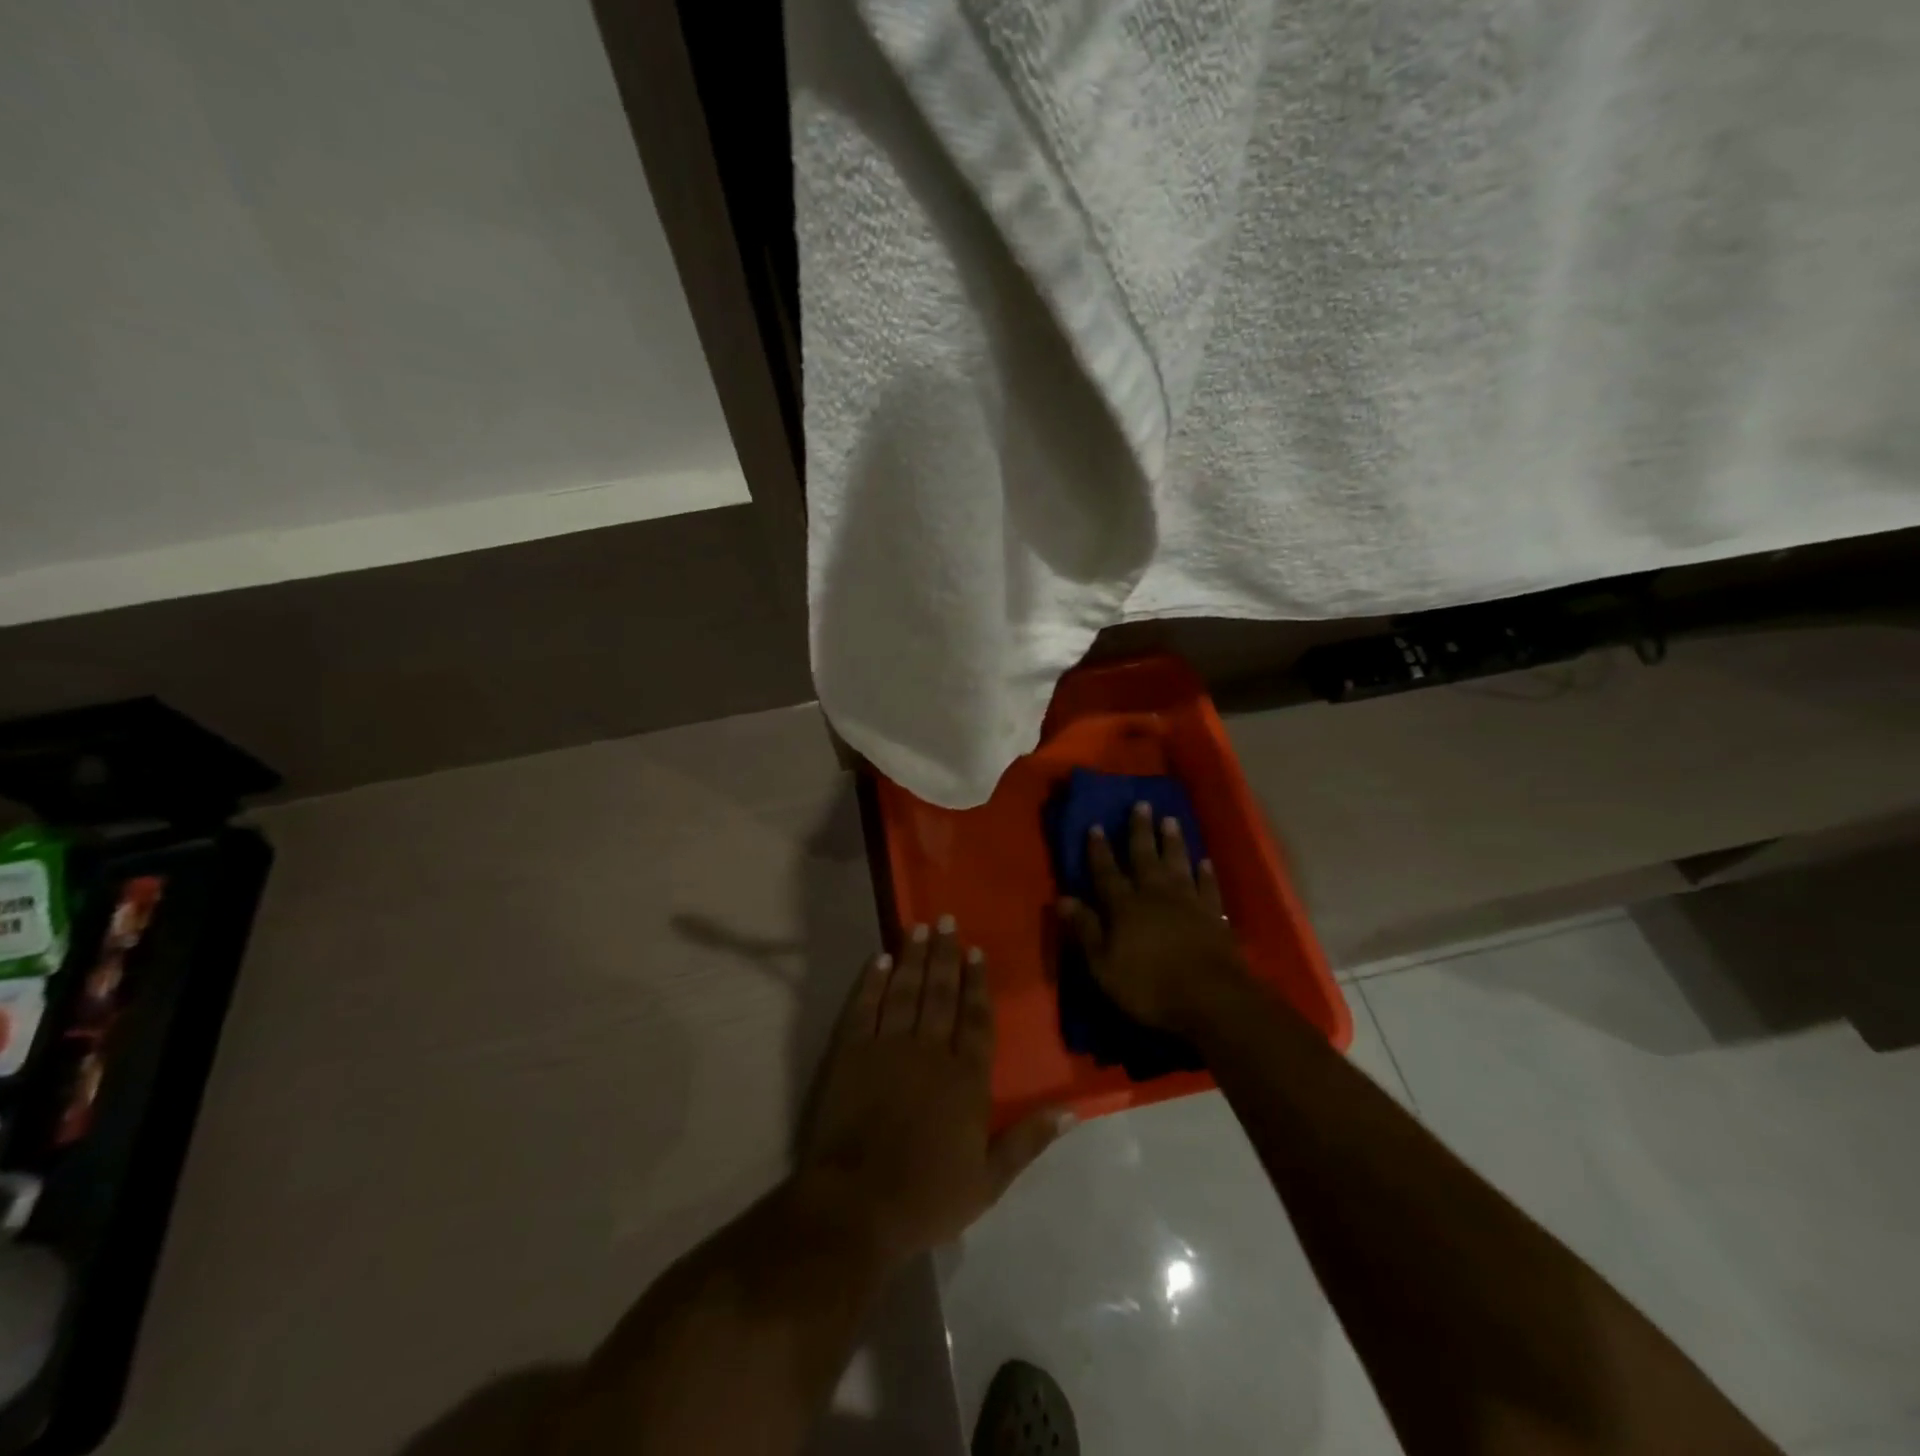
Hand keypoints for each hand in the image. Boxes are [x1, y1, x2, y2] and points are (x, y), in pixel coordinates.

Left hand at [796, 919, 1070, 1266]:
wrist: (857, 1205)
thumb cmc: (927, 1197)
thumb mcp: (989, 1181)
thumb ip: (1028, 1140)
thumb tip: (1071, 1110)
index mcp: (966, 1079)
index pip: (976, 1019)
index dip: (977, 983)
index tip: (976, 952)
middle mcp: (930, 1051)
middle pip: (941, 993)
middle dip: (946, 955)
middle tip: (948, 920)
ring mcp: (888, 1047)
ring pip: (906, 991)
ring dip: (914, 957)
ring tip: (920, 927)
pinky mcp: (852, 1053)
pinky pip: (865, 1007)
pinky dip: (872, 982)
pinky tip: (880, 960)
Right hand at [1058, 801, 1250, 1032]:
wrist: (1212, 999)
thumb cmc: (1150, 986)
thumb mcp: (1104, 965)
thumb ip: (1085, 929)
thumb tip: (1062, 899)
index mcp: (1124, 906)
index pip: (1106, 872)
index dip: (1099, 850)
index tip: (1096, 825)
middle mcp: (1155, 894)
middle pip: (1145, 856)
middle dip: (1140, 831)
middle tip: (1141, 804)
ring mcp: (1188, 902)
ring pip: (1178, 863)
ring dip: (1173, 841)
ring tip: (1170, 820)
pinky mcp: (1214, 915)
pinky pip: (1209, 886)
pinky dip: (1206, 873)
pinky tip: (1205, 861)